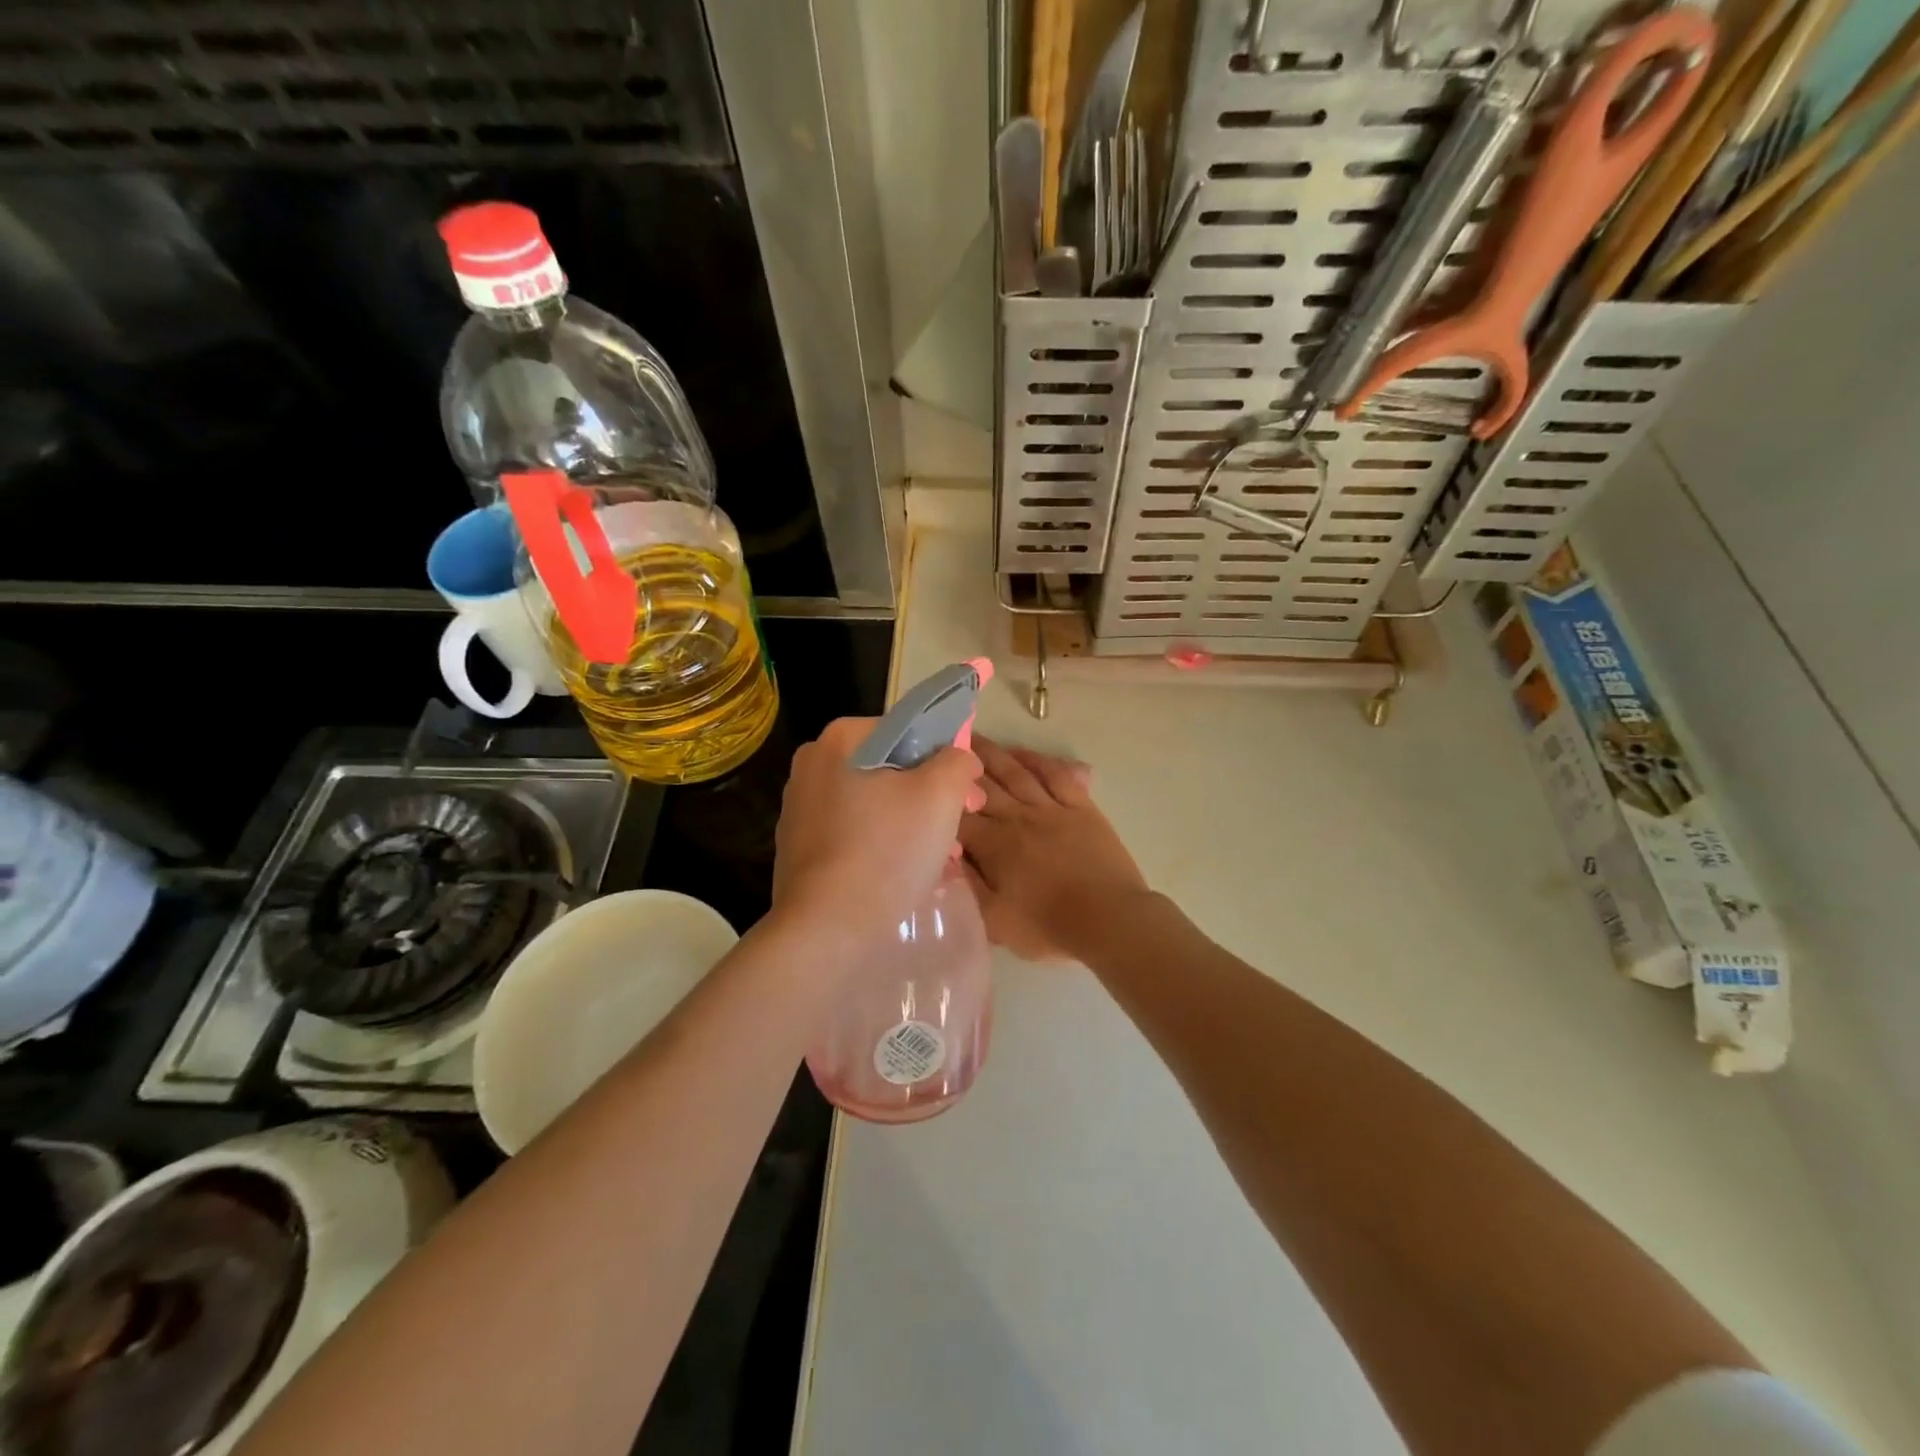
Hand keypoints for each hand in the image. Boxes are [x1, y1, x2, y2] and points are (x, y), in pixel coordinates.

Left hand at [773, 717, 984, 956]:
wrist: (825, 928)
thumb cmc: (887, 851)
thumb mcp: (941, 795)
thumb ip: (958, 761)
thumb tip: (959, 758)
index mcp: (842, 738)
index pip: (911, 732)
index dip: (948, 761)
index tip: (969, 797)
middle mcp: (813, 763)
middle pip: (892, 769)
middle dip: (931, 797)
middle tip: (959, 831)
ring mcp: (799, 806)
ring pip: (875, 803)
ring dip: (911, 824)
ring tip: (939, 860)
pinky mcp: (797, 846)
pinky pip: (853, 833)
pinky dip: (882, 845)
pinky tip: (903, 875)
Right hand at [959, 738, 1150, 962]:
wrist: (1110, 920)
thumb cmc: (1048, 926)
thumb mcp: (995, 922)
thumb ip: (966, 888)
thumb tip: (944, 858)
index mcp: (993, 845)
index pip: (957, 816)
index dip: (938, 799)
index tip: (922, 781)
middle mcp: (1017, 817)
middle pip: (983, 785)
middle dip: (960, 766)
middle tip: (942, 746)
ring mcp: (1051, 808)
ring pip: (1015, 773)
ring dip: (993, 754)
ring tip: (973, 738)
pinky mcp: (1080, 807)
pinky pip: (1055, 775)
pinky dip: (1036, 760)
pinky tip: (1021, 753)